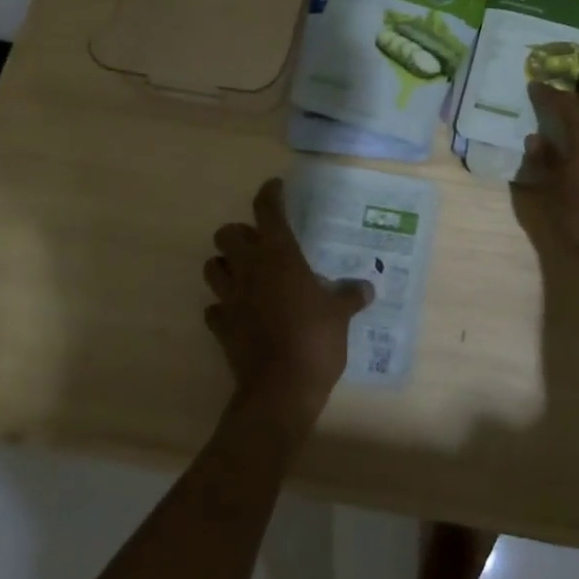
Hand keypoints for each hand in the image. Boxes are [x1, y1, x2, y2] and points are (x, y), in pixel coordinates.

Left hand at [205, 179, 373, 435]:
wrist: (281, 391)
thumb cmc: (314, 340)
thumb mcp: (340, 316)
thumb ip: (349, 296)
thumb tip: (366, 288)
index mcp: (279, 256)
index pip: (267, 211)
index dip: (270, 194)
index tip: (276, 187)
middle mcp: (249, 269)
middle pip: (227, 234)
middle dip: (240, 233)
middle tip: (260, 243)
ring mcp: (230, 298)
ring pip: (212, 266)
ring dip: (225, 265)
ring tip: (245, 273)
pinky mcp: (221, 327)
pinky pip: (214, 308)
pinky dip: (223, 306)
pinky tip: (239, 312)